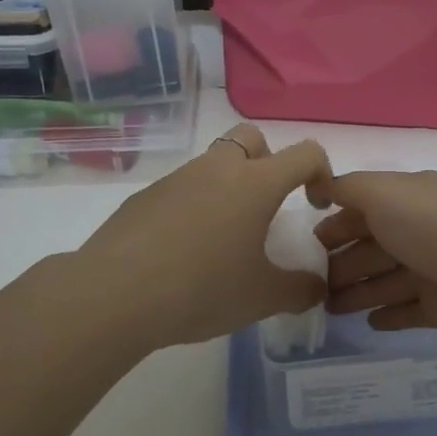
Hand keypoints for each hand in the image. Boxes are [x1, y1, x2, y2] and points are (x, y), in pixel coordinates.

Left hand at [75, 124, 333, 349]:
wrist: (115, 294)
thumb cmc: (202, 289)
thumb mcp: (261, 297)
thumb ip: (299, 290)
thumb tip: (316, 287)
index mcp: (256, 183)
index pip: (305, 153)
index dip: (321, 172)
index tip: (313, 205)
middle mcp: (218, 169)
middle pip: (252, 137)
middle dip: (268, 161)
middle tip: (266, 206)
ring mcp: (177, 178)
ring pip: (213, 163)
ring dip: (228, 186)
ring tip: (223, 238)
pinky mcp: (145, 196)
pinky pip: (181, 188)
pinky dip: (193, 206)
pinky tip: (183, 251)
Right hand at [316, 169, 436, 352]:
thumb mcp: (385, 193)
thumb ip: (349, 188)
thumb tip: (320, 186)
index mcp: (407, 200)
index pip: (361, 210)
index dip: (333, 225)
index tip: (301, 246)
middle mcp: (419, 232)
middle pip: (371, 248)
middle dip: (339, 263)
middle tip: (305, 286)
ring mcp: (433, 272)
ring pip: (384, 281)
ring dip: (356, 292)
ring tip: (324, 308)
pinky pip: (409, 311)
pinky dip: (388, 315)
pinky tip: (368, 322)